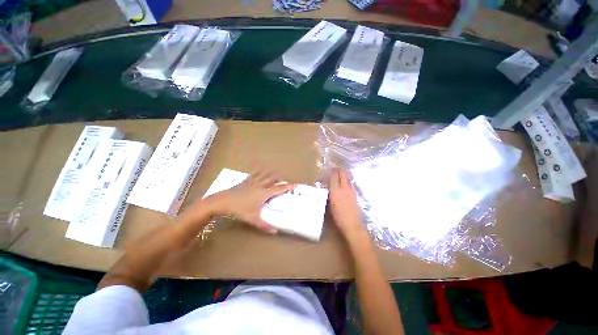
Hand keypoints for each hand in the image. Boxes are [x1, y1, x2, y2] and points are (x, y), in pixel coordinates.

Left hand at [203, 170, 294, 232]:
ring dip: (270, 174)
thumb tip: (275, 232)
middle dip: (280, 179)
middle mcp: (259, 185)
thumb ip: (264, 225)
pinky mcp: (244, 182)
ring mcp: (251, 182)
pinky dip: (259, 173)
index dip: (288, 186)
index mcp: (263, 193)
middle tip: (286, 180)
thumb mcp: (252, 219)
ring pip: (264, 175)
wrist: (222, 201)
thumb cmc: (239, 210)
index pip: (279, 189)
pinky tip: (258, 172)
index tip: (296, 184)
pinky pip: (254, 175)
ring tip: (275, 174)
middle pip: (272, 179)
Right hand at [328, 168, 365, 239]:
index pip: (334, 176)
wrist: (352, 224)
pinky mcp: (355, 196)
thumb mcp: (329, 206)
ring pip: (348, 179)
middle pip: (343, 174)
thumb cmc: (338, 217)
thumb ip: (328, 195)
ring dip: (344, 176)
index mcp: (336, 190)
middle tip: (335, 169)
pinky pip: (350, 185)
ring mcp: (351, 191)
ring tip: (340, 176)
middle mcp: (345, 188)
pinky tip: (345, 186)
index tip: (329, 168)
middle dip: (339, 170)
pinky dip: (347, 182)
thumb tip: (327, 189)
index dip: (332, 171)